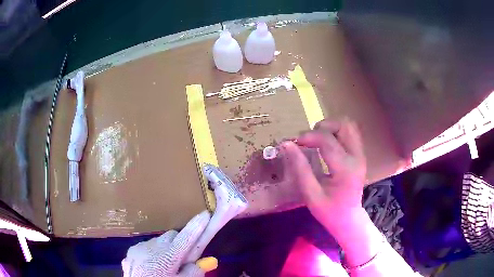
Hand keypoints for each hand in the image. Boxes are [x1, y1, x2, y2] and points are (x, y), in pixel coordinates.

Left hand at [122, 211, 210, 276]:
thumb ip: (193, 272)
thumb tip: (208, 261)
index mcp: (167, 256)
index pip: (186, 237)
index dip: (197, 226)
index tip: (206, 214)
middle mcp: (153, 247)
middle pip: (171, 235)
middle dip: (180, 242)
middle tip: (183, 256)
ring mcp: (140, 247)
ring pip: (159, 240)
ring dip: (165, 248)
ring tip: (165, 264)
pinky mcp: (131, 250)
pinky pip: (147, 246)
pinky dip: (153, 252)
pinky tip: (151, 265)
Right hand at [281, 119, 365, 229]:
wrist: (349, 219)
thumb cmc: (329, 211)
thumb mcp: (311, 194)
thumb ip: (300, 168)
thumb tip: (287, 144)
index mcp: (345, 169)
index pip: (327, 140)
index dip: (308, 136)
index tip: (294, 142)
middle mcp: (357, 157)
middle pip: (344, 125)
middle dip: (324, 126)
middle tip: (309, 139)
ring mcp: (361, 155)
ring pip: (349, 126)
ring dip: (331, 127)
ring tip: (317, 139)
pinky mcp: (360, 155)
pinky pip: (350, 134)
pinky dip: (337, 132)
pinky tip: (326, 144)